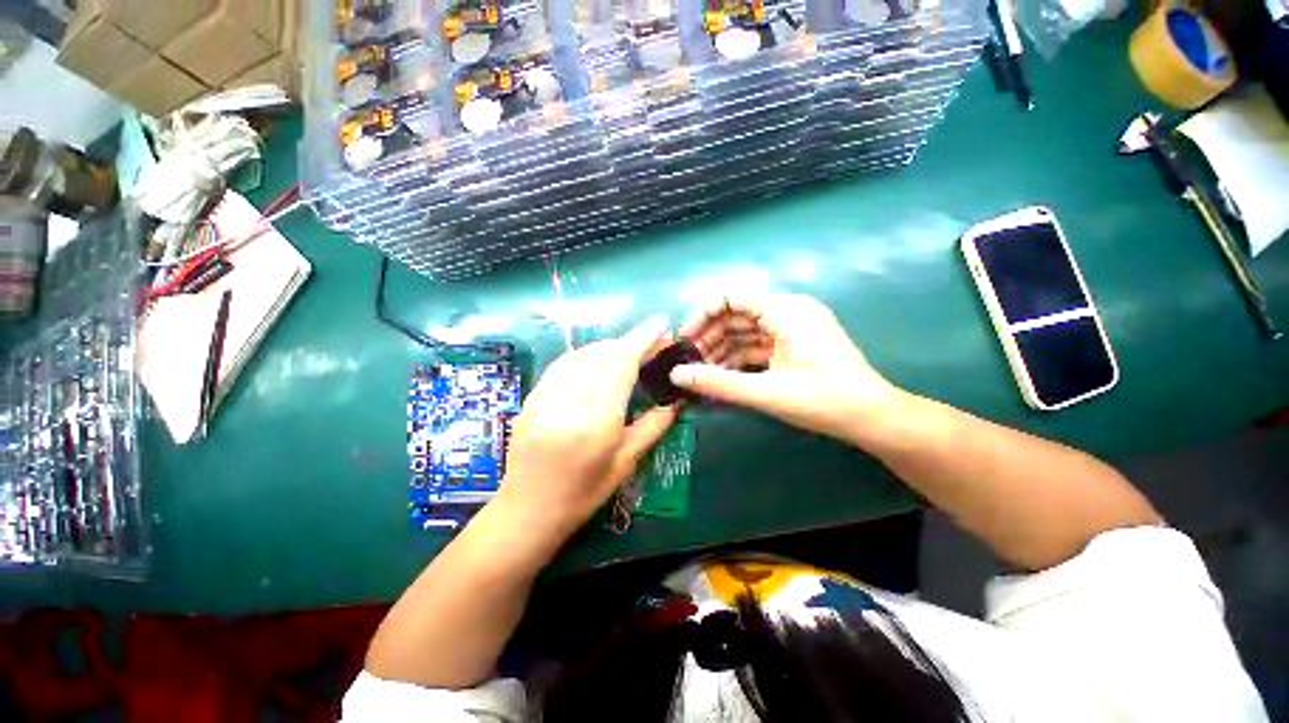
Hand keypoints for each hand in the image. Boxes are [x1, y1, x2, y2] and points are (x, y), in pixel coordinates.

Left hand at [498, 316, 678, 538]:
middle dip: (628, 342)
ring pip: (582, 354)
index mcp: (597, 419)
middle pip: (602, 354)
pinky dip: (585, 354)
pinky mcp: (533, 396)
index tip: (661, 323)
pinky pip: (563, 363)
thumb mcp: (625, 463)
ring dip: (608, 346)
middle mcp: (569, 399)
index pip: (622, 364)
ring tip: (627, 351)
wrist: (527, 510)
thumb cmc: (582, 493)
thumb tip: (674, 402)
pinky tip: (596, 360)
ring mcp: (546, 395)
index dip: (643, 339)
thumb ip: (652, 427)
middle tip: (650, 343)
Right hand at [671, 293, 901, 443]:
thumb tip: (676, 375)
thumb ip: (717, 382)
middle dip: (709, 337)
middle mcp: (787, 310)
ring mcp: (790, 327)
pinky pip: (756, 345)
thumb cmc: (823, 401)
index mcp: (784, 310)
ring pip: (744, 331)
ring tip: (700, 373)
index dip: (702, 315)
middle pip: (735, 314)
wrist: (872, 418)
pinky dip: (738, 358)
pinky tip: (721, 375)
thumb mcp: (765, 392)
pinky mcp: (792, 343)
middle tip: (688, 362)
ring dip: (721, 349)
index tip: (684, 340)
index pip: (731, 297)